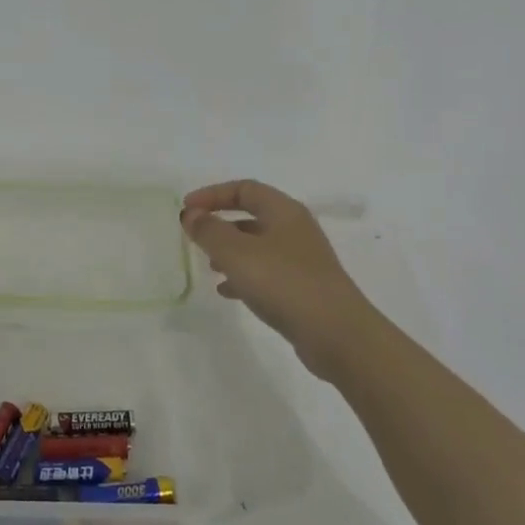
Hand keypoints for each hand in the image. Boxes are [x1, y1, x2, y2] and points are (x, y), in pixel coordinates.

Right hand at [180, 180, 367, 364]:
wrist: (338, 336)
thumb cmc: (284, 284)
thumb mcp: (237, 253)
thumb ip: (209, 231)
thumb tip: (191, 214)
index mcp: (284, 211)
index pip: (244, 188)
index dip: (212, 194)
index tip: (187, 208)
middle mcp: (295, 229)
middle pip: (252, 214)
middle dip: (220, 223)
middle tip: (196, 236)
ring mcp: (302, 260)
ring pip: (258, 245)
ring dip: (230, 251)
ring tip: (209, 266)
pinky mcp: (304, 288)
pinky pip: (266, 272)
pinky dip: (244, 276)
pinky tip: (227, 292)